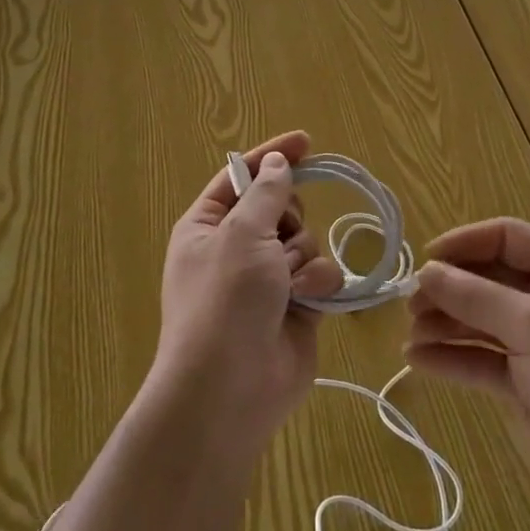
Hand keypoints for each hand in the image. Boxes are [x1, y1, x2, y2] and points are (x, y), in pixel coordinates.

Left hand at [153, 131, 344, 452]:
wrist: (230, 389)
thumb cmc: (225, 300)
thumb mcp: (241, 234)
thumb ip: (266, 193)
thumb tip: (276, 164)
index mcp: (208, 225)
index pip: (242, 176)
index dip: (272, 156)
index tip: (306, 141)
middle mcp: (237, 248)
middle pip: (281, 207)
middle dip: (289, 218)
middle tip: (278, 238)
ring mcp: (268, 279)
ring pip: (307, 241)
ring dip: (301, 258)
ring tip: (286, 285)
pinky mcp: (298, 306)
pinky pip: (321, 274)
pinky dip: (317, 284)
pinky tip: (306, 302)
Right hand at [405, 218, 529, 528]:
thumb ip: (476, 296)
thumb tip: (426, 271)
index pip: (506, 239)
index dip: (464, 244)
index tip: (426, 261)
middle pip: (486, 280)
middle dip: (447, 290)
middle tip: (410, 305)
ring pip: (478, 321)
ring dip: (443, 324)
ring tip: (410, 334)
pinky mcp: (524, 384)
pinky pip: (480, 360)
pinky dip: (450, 359)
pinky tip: (417, 361)